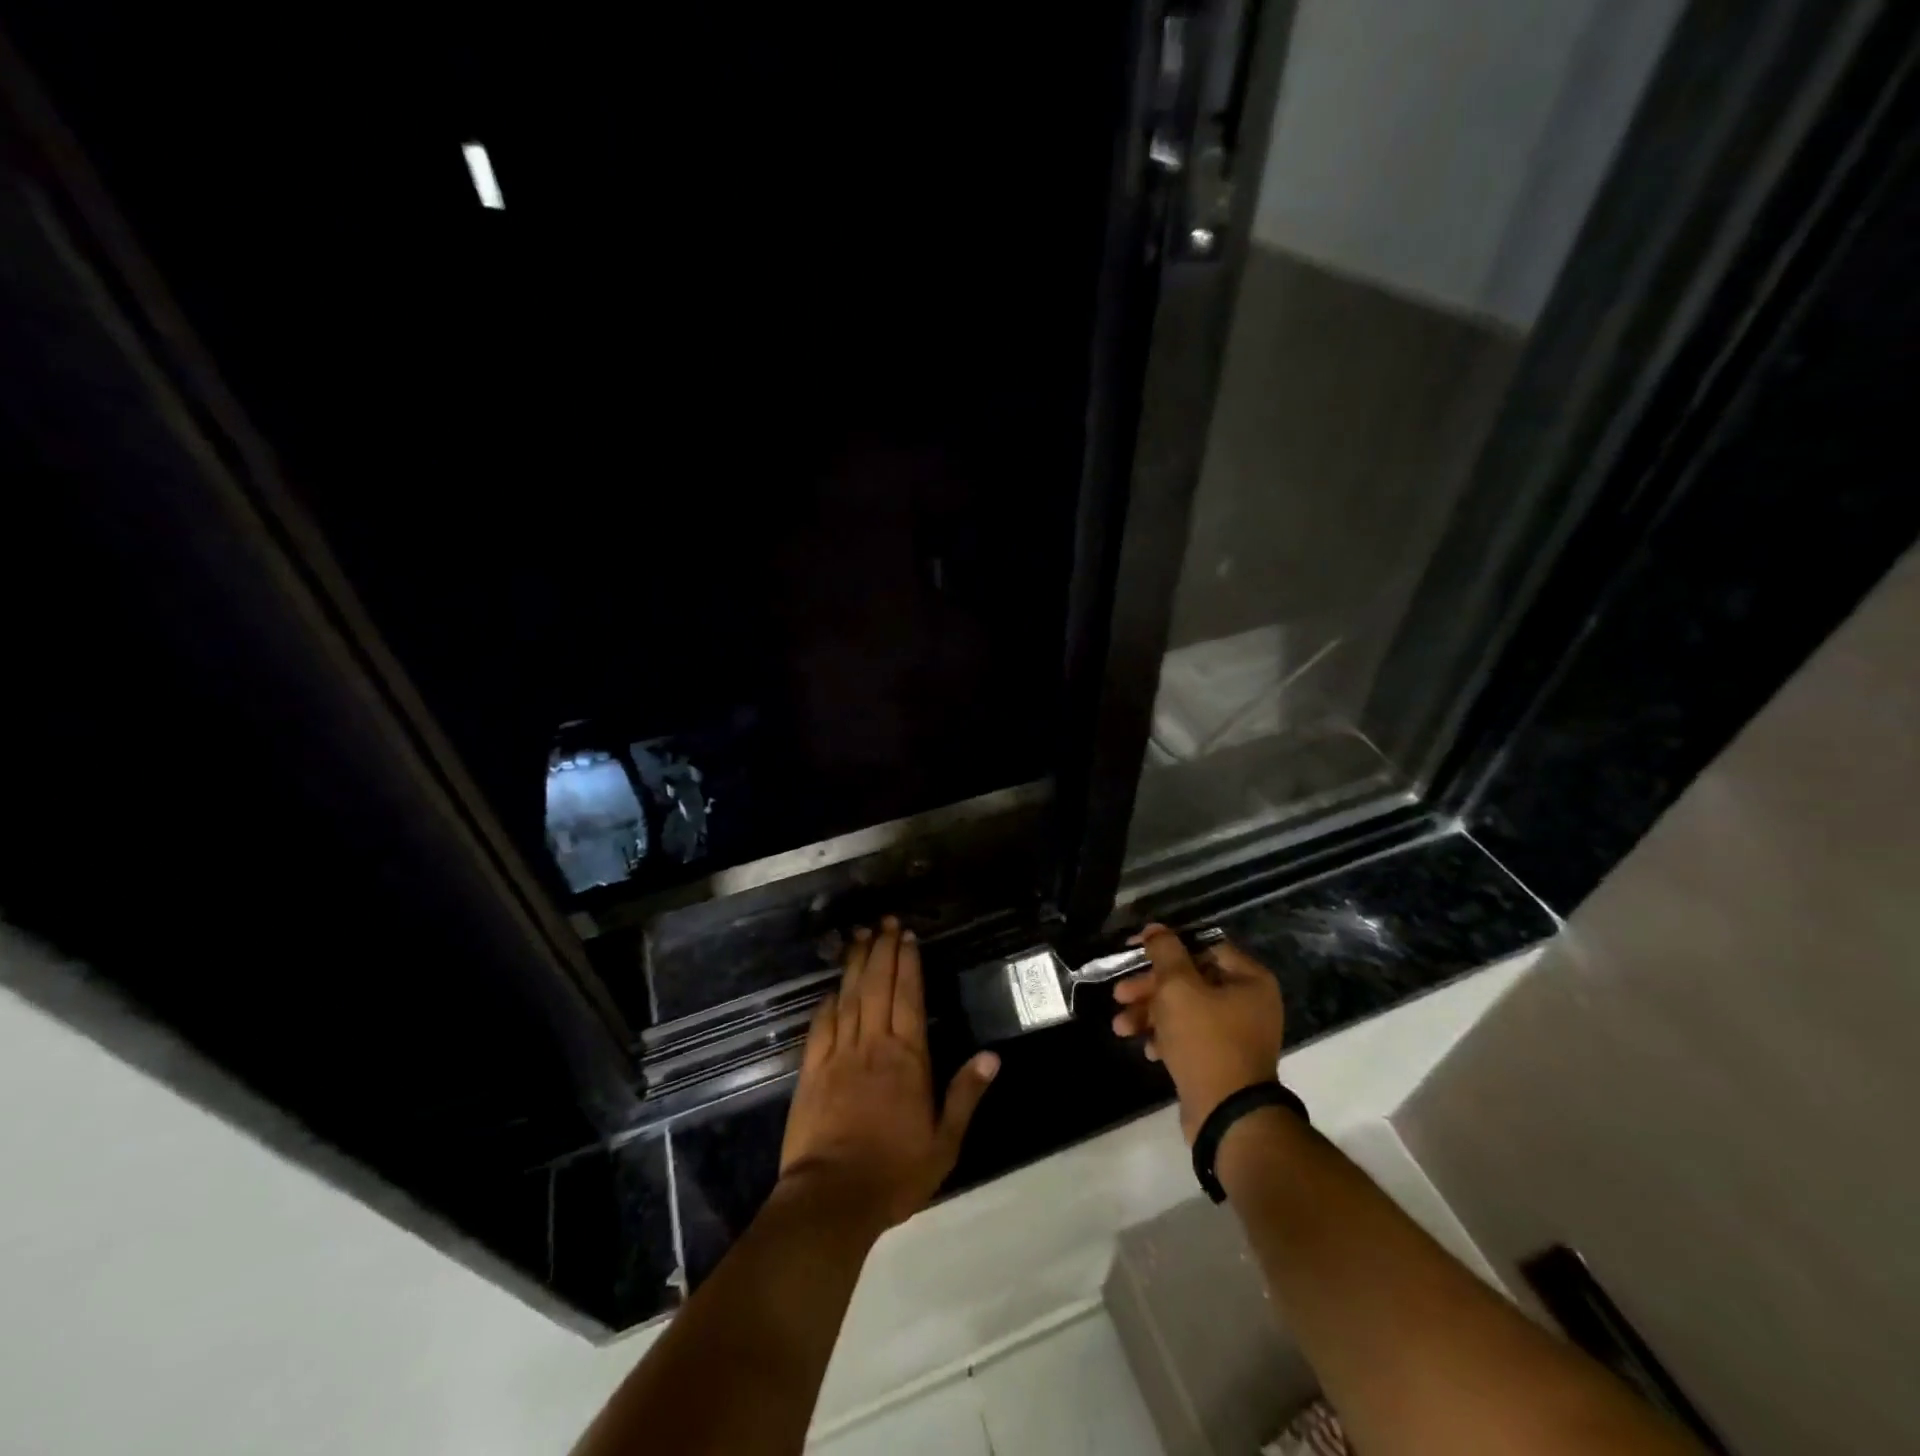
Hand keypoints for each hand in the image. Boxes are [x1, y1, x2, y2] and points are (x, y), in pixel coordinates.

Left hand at [778, 916, 999, 1228]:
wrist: (832, 1198)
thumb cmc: (895, 1172)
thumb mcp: (944, 1142)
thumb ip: (966, 1095)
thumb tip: (992, 1056)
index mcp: (907, 1058)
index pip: (908, 997)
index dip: (907, 963)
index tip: (906, 936)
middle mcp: (873, 1045)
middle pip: (878, 986)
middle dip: (882, 950)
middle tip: (884, 921)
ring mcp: (838, 1055)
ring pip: (848, 998)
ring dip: (855, 964)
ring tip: (859, 936)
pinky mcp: (811, 1071)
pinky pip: (820, 1026)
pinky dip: (827, 1002)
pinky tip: (831, 988)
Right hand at [1110, 924, 1284, 1142]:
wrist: (1227, 1116)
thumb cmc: (1205, 1041)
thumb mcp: (1178, 987)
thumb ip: (1165, 952)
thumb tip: (1155, 929)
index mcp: (1249, 979)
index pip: (1202, 946)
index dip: (1165, 945)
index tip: (1133, 951)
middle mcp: (1248, 1002)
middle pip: (1189, 980)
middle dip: (1149, 988)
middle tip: (1119, 994)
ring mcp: (1237, 1033)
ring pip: (1184, 1009)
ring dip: (1150, 1013)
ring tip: (1121, 1027)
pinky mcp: (1222, 1060)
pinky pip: (1190, 1037)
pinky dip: (1166, 1037)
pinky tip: (1147, 1049)